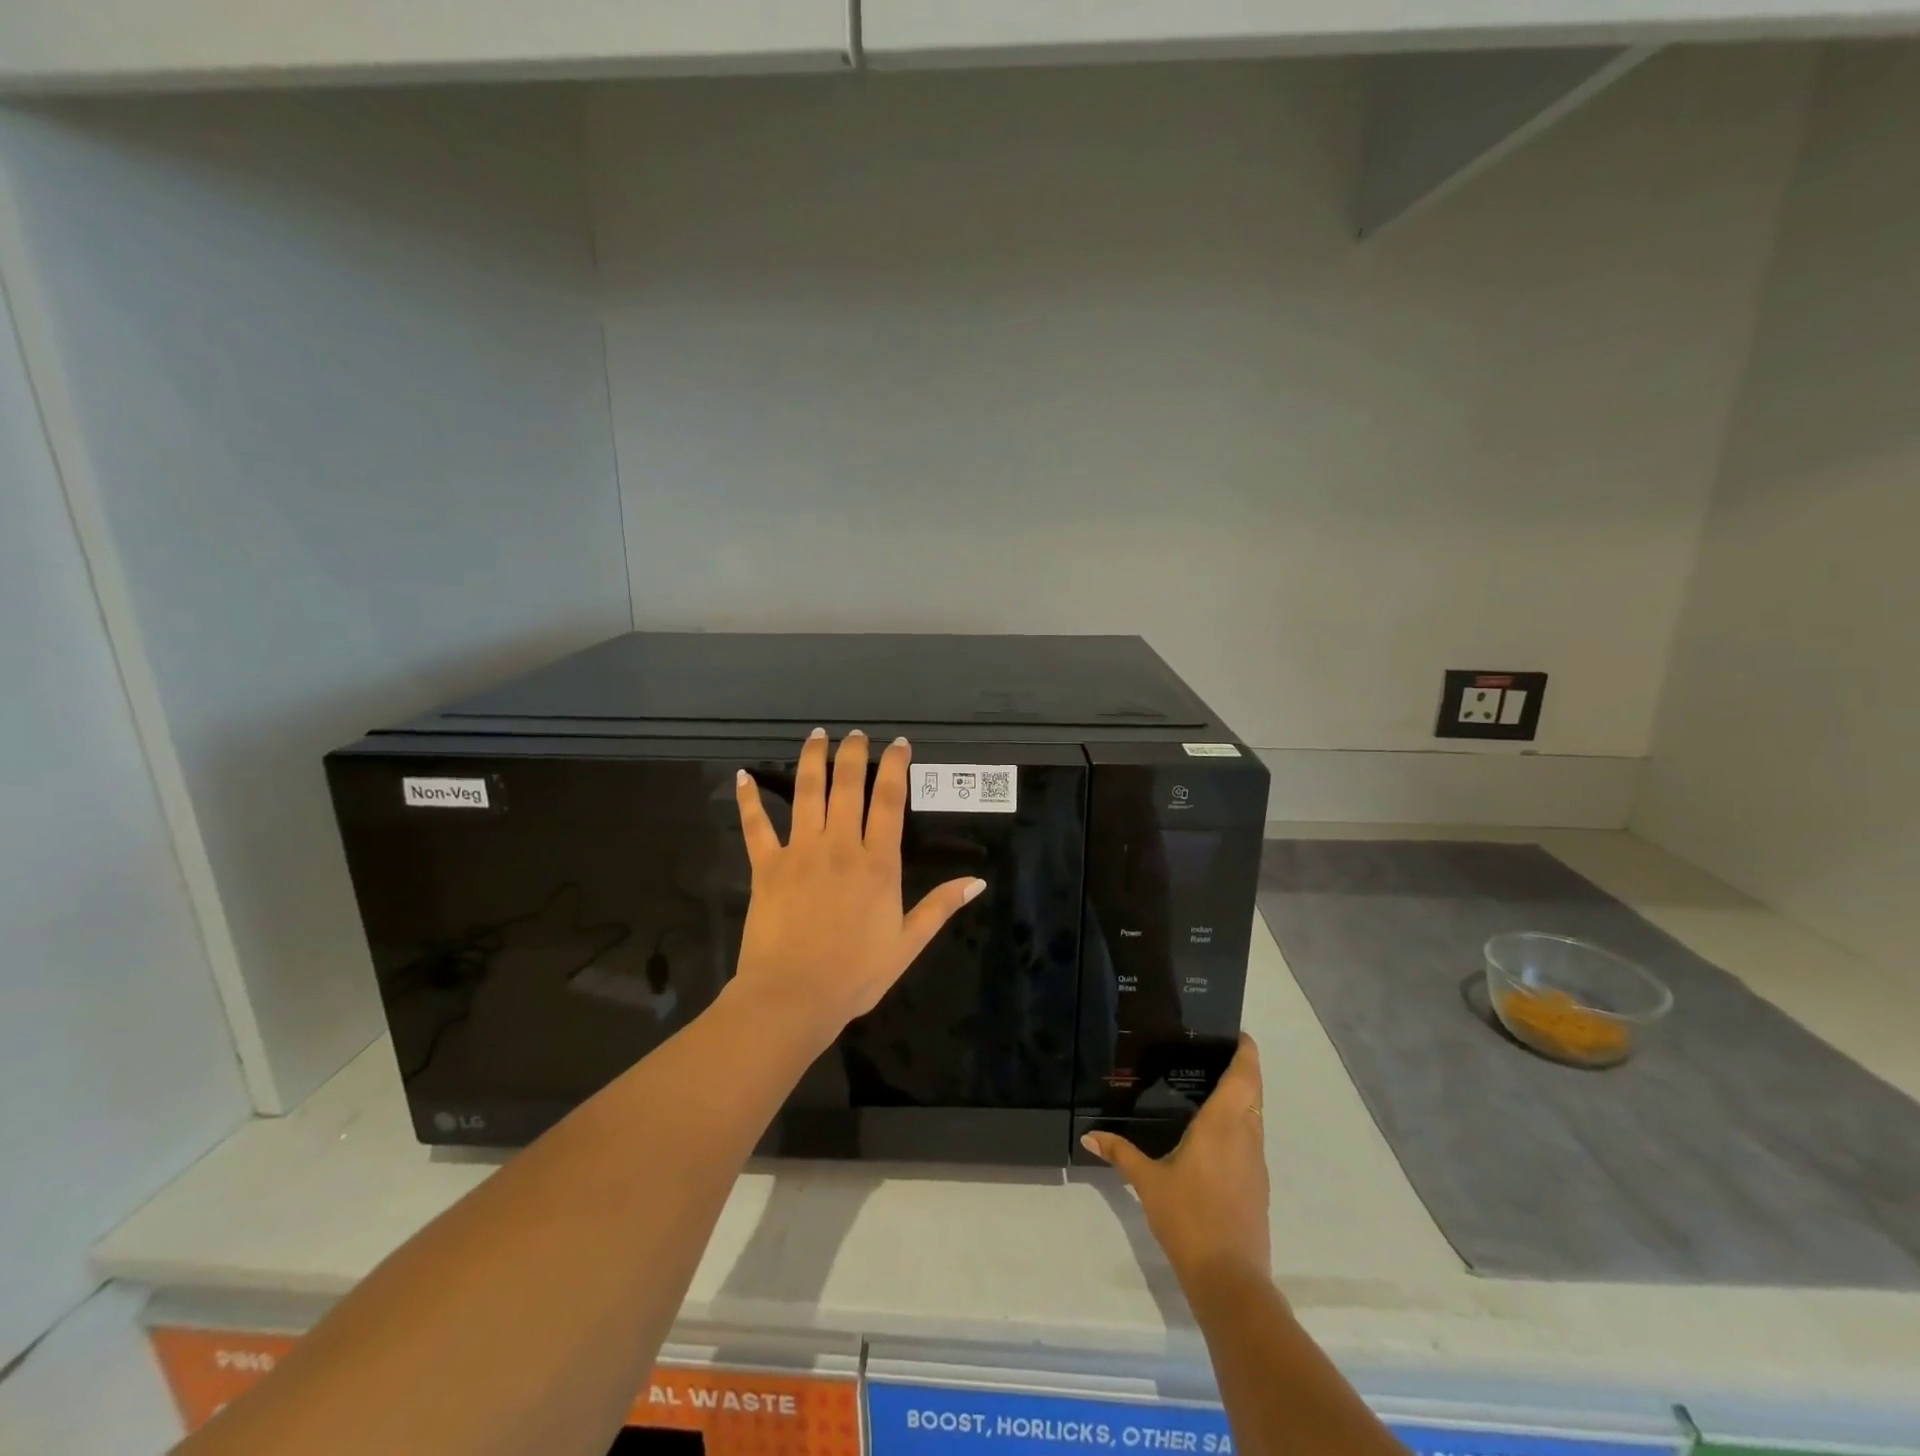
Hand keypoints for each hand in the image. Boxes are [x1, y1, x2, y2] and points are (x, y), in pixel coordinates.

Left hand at [731, 728, 985, 1046]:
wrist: (793, 997)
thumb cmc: (856, 974)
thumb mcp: (908, 944)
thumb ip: (940, 907)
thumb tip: (977, 881)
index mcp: (878, 863)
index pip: (890, 800)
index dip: (895, 767)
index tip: (899, 744)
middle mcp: (840, 846)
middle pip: (848, 785)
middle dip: (854, 753)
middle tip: (856, 734)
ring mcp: (800, 852)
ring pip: (806, 793)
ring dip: (811, 760)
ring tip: (816, 736)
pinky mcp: (766, 866)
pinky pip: (757, 825)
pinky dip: (749, 799)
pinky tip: (743, 775)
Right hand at [1081, 1035, 1270, 1287]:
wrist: (1230, 1280)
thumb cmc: (1188, 1218)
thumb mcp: (1148, 1183)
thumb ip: (1120, 1153)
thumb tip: (1088, 1135)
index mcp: (1222, 1125)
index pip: (1244, 1076)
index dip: (1246, 1051)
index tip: (1237, 1033)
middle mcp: (1246, 1136)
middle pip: (1254, 1092)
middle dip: (1242, 1070)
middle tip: (1213, 1054)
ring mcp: (1256, 1163)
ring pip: (1255, 1118)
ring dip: (1242, 1099)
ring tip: (1209, 1089)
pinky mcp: (1258, 1187)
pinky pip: (1252, 1141)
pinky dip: (1239, 1127)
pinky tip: (1213, 1136)